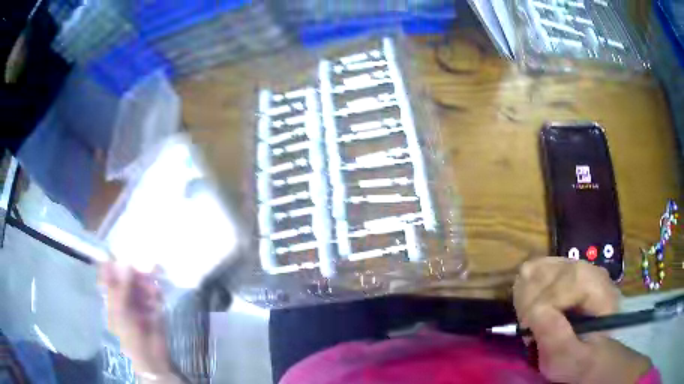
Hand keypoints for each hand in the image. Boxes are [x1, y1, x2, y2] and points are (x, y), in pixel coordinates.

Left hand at [99, 262, 183, 382]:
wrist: (150, 360)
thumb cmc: (128, 338)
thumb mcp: (120, 313)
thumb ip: (121, 288)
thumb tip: (125, 262)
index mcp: (111, 297)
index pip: (109, 274)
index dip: (113, 263)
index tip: (122, 252)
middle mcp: (123, 296)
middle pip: (127, 276)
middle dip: (135, 271)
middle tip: (144, 267)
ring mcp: (138, 302)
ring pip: (141, 283)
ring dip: (147, 282)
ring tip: (151, 287)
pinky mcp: (153, 308)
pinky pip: (154, 293)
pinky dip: (156, 291)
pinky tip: (157, 295)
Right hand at [513, 258, 651, 383]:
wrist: (590, 354)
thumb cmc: (582, 364)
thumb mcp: (570, 363)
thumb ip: (558, 341)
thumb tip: (537, 312)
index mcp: (599, 290)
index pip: (561, 282)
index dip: (540, 308)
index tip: (531, 332)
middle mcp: (590, 269)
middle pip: (545, 270)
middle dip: (530, 302)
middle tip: (531, 328)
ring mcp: (577, 266)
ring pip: (537, 266)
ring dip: (527, 296)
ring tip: (533, 319)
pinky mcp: (566, 269)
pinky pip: (535, 267)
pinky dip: (527, 288)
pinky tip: (535, 306)